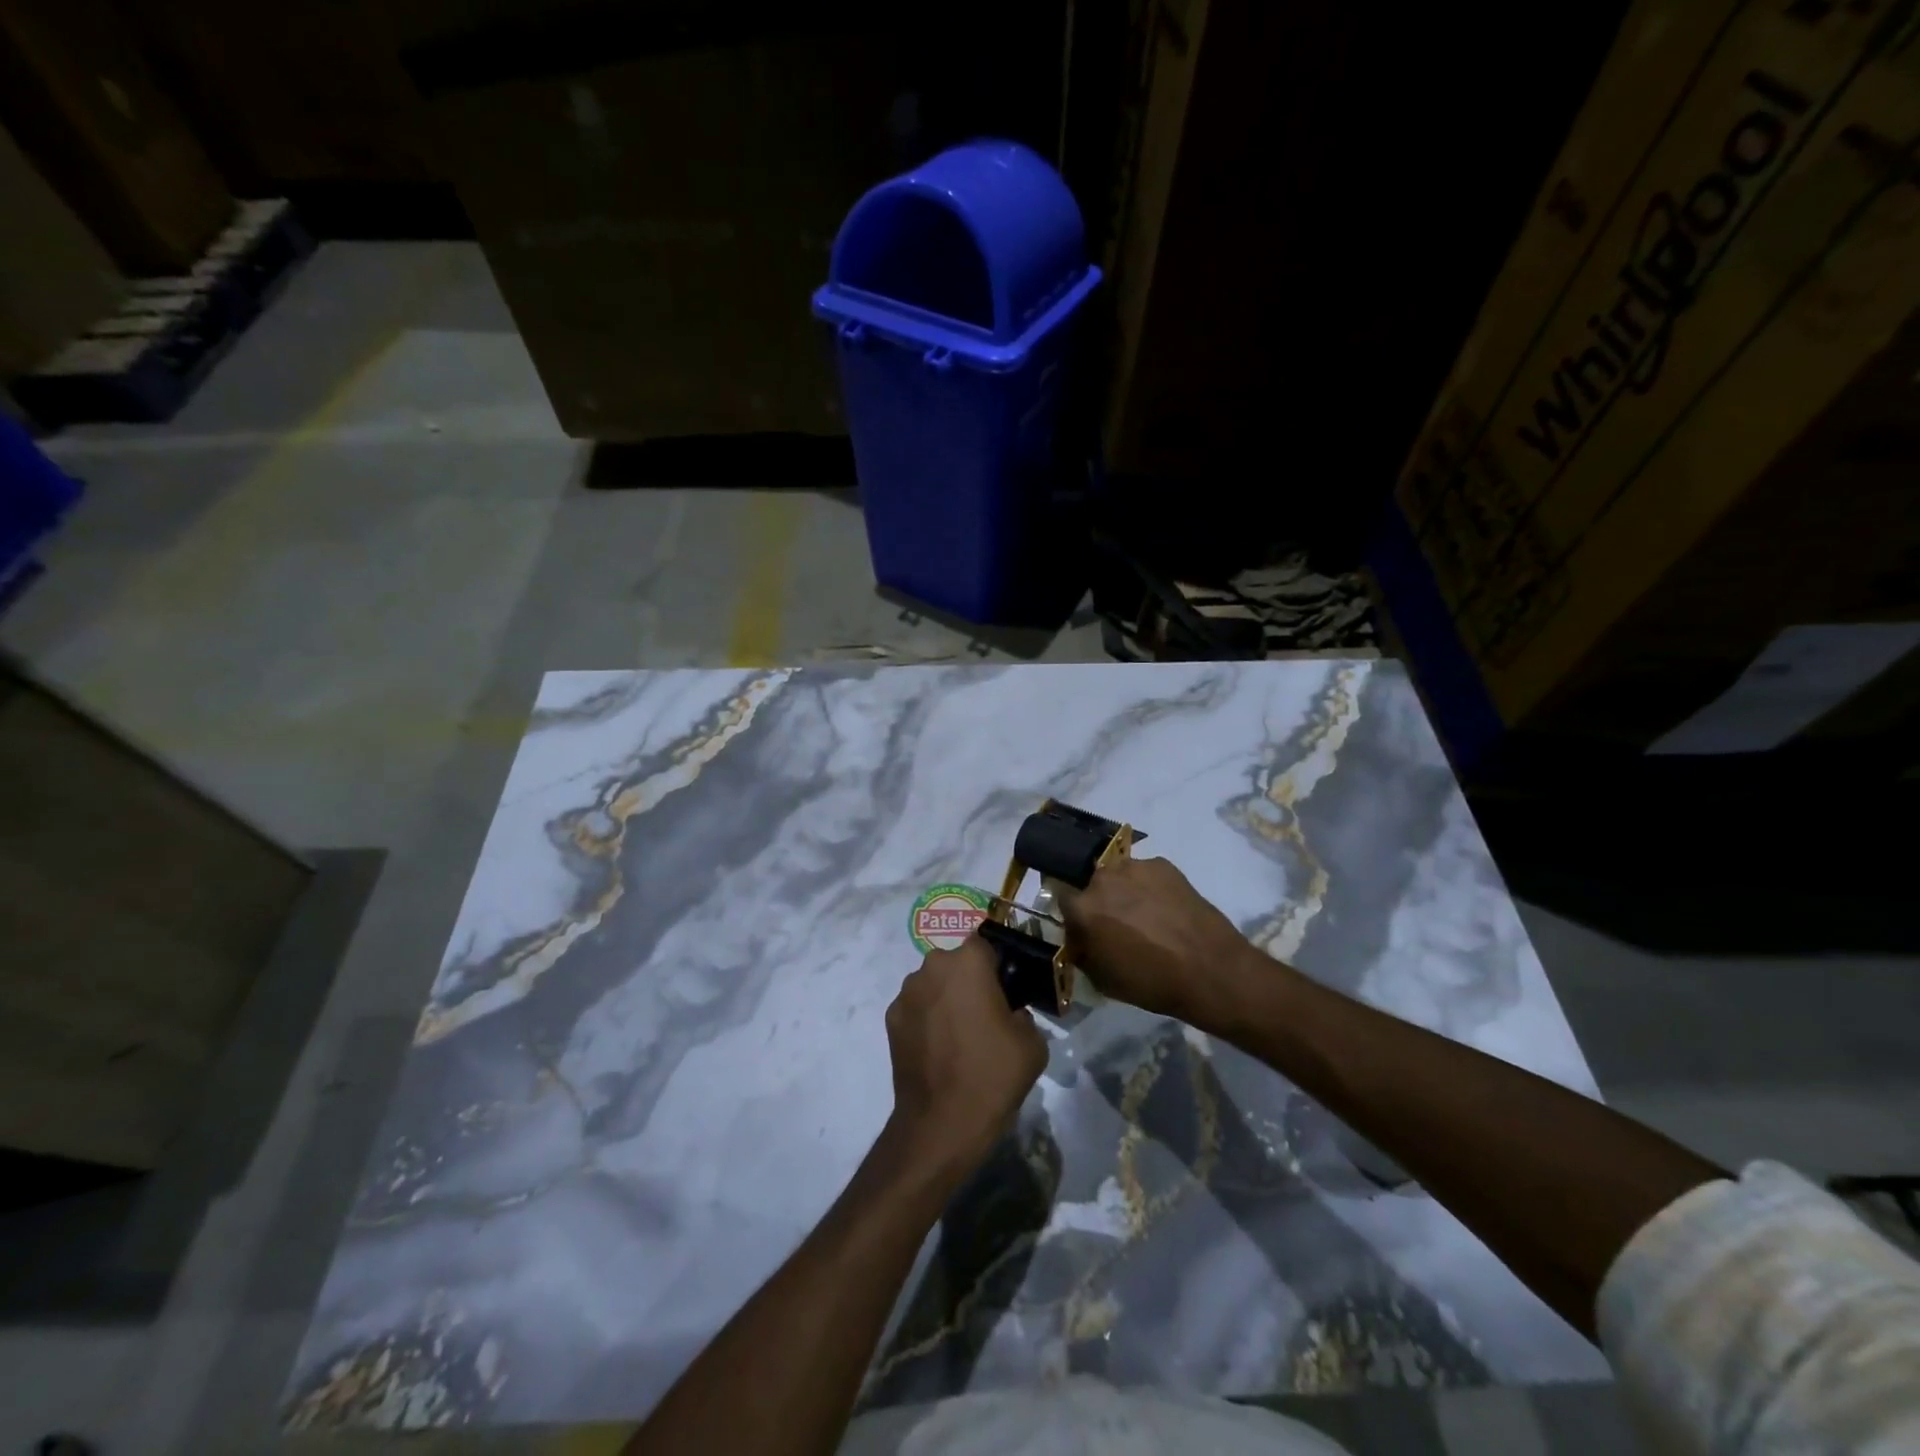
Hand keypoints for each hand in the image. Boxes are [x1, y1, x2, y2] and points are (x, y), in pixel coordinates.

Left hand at [883, 935, 1047, 1181]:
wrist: (942, 1122)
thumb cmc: (992, 1074)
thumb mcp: (1033, 1042)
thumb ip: (1023, 1013)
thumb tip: (1010, 1012)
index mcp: (967, 962)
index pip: (986, 945)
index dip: (998, 965)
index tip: (1007, 990)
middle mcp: (931, 967)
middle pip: (956, 963)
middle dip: (970, 980)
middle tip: (986, 1014)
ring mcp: (906, 993)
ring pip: (934, 984)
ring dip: (946, 999)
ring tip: (960, 1036)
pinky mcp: (891, 1019)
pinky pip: (917, 1008)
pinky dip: (927, 1020)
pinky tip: (939, 1050)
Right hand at [1057, 855, 1260, 1032]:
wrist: (1209, 970)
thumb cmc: (1150, 982)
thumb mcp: (1102, 980)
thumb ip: (1082, 952)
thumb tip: (1080, 940)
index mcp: (1083, 908)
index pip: (1061, 897)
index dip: (1073, 915)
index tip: (1084, 928)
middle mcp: (1103, 879)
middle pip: (1091, 884)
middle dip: (1099, 901)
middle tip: (1117, 923)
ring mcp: (1135, 867)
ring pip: (1119, 875)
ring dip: (1124, 891)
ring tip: (1145, 914)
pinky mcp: (1163, 865)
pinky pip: (1146, 874)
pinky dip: (1150, 887)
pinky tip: (1166, 908)